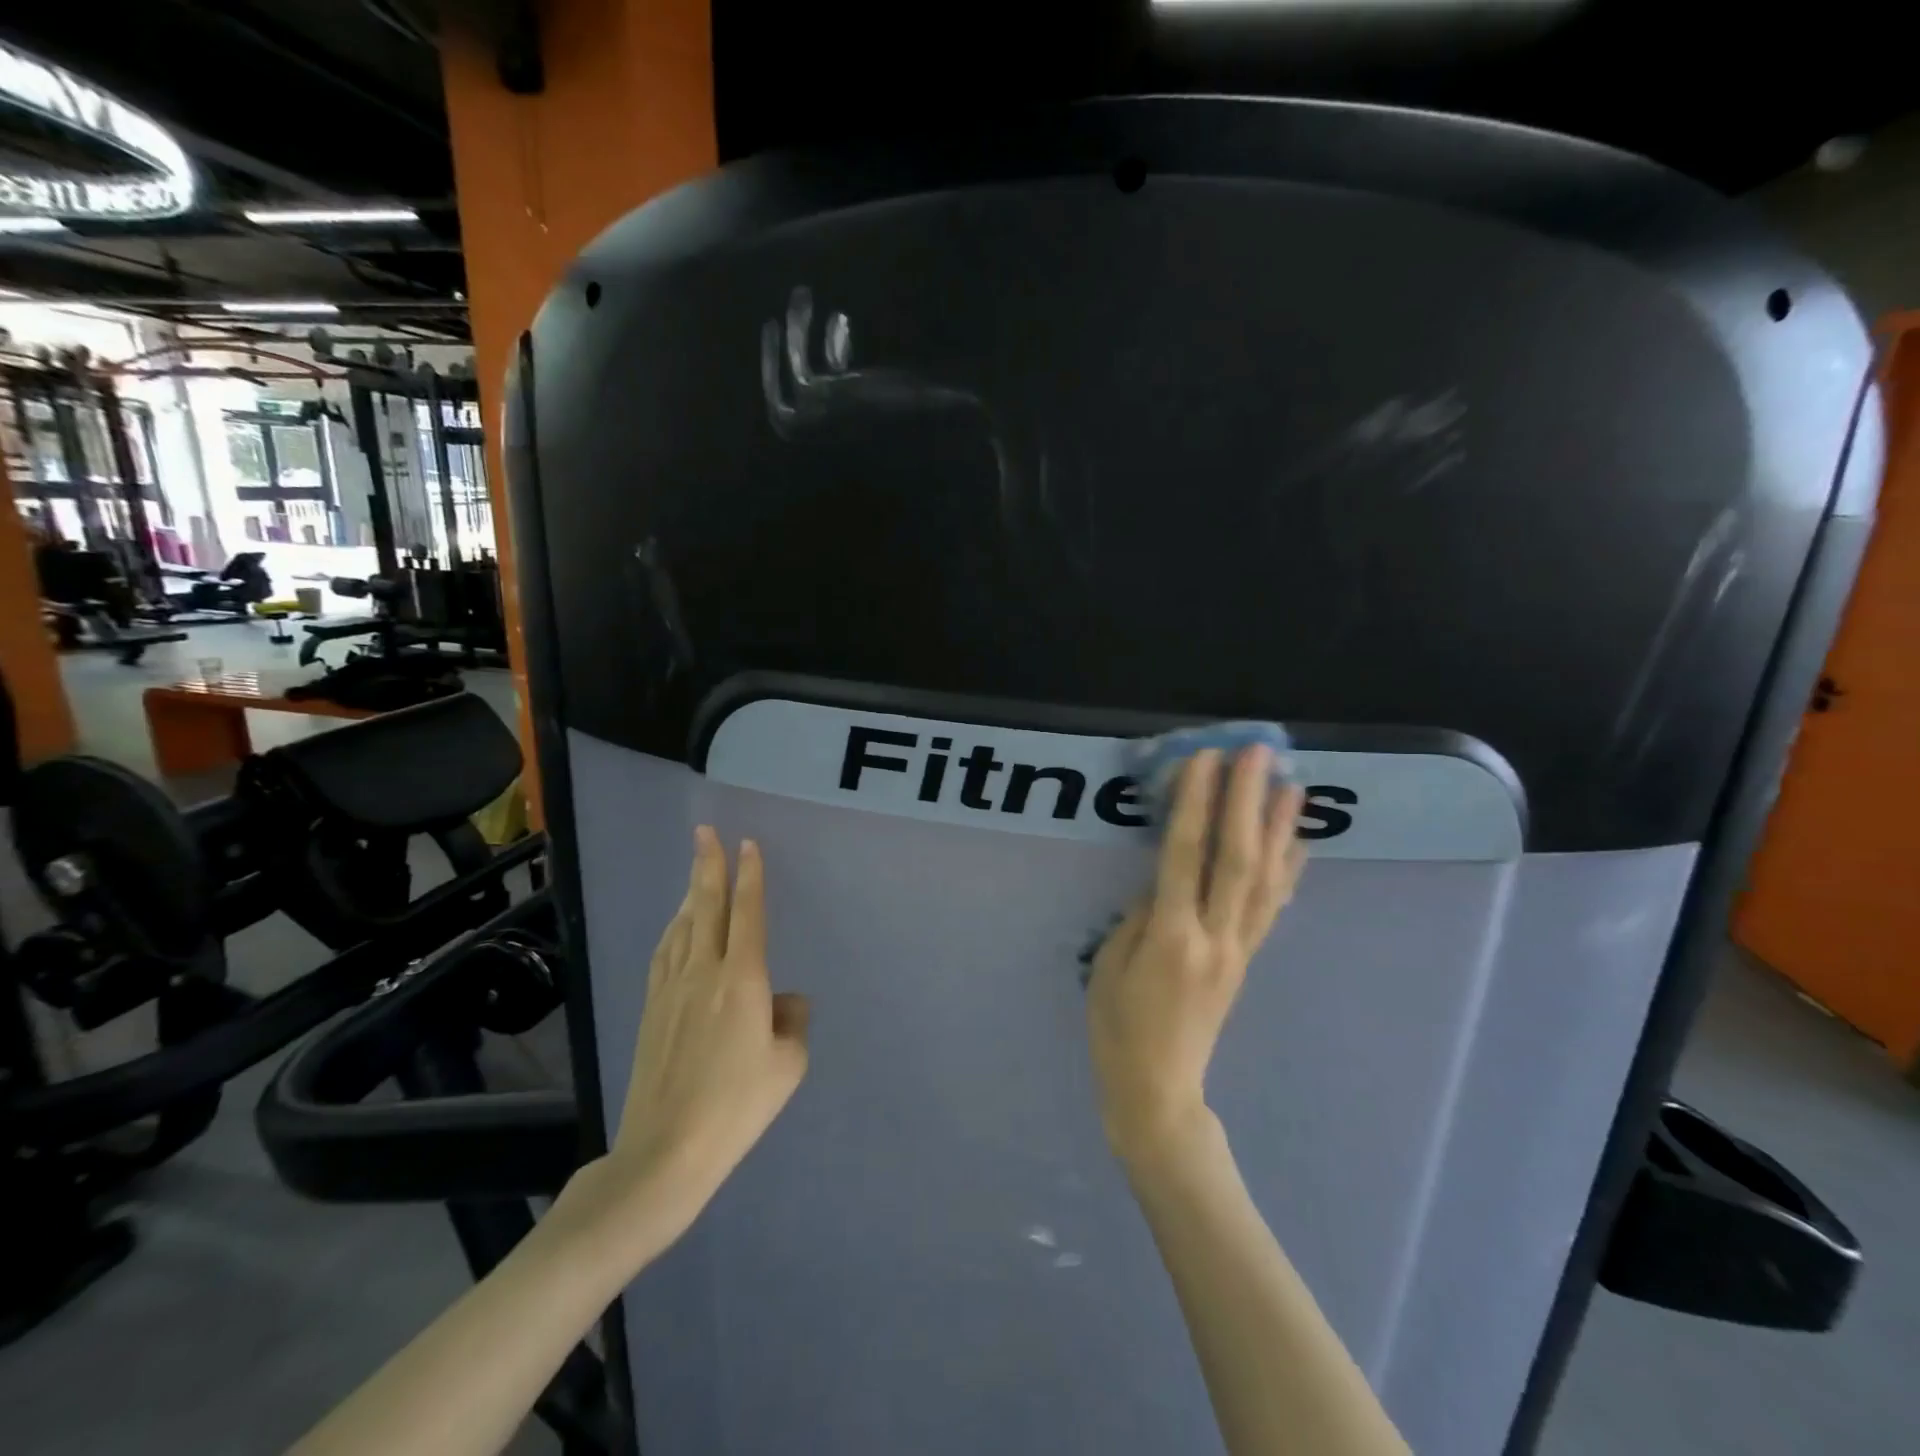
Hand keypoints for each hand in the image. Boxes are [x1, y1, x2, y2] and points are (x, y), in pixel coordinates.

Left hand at [560, 827, 808, 1269]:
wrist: (667, 1150)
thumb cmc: (738, 1106)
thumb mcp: (788, 1064)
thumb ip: (792, 1021)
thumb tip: (784, 1000)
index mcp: (743, 979)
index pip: (747, 913)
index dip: (750, 876)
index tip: (748, 844)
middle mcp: (704, 972)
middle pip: (706, 907)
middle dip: (708, 866)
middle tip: (706, 832)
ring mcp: (671, 989)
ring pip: (682, 926)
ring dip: (691, 894)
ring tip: (697, 871)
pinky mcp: (652, 1009)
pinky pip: (664, 953)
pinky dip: (673, 930)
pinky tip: (675, 928)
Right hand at [1087, 746, 1306, 1167]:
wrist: (1158, 1089)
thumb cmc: (1117, 1027)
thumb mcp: (1109, 965)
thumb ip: (1140, 916)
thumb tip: (1165, 881)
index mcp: (1169, 937)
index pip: (1185, 856)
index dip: (1196, 804)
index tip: (1204, 759)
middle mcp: (1213, 937)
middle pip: (1236, 858)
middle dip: (1246, 801)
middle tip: (1258, 753)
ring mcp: (1237, 950)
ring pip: (1265, 880)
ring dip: (1279, 829)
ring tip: (1292, 785)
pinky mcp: (1246, 960)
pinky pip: (1271, 909)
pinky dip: (1288, 871)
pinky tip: (1298, 843)